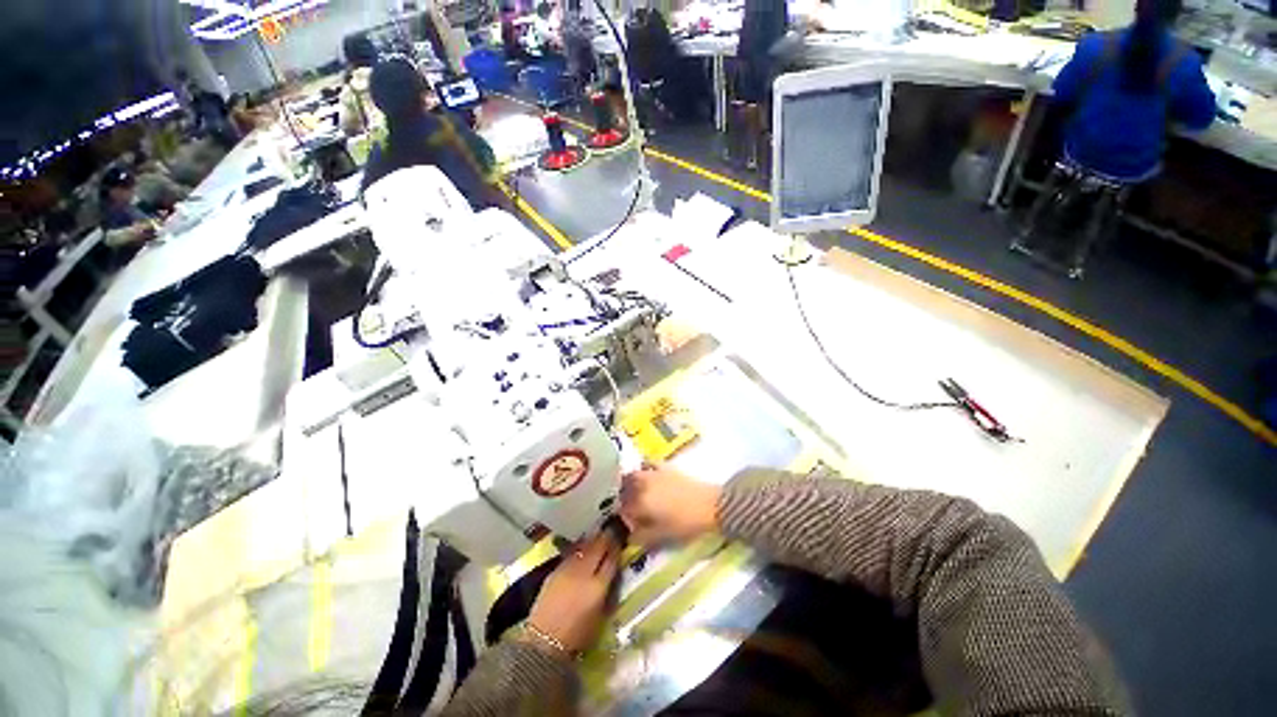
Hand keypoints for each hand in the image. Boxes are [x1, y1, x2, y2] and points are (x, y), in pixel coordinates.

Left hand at [526, 531, 621, 653]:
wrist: (544, 641)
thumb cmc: (577, 636)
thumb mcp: (600, 616)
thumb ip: (608, 591)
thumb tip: (614, 573)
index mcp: (598, 586)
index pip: (612, 558)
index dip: (617, 546)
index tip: (622, 538)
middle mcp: (583, 572)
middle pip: (598, 546)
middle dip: (607, 537)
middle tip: (613, 530)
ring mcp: (568, 569)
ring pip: (585, 546)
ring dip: (594, 539)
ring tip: (600, 535)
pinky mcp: (556, 570)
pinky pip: (573, 553)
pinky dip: (581, 548)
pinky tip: (584, 547)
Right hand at [619, 464, 720, 546]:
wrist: (709, 505)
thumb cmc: (686, 523)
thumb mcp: (662, 536)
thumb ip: (642, 536)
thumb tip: (629, 536)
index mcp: (641, 503)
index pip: (622, 508)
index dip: (622, 516)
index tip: (626, 522)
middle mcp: (643, 485)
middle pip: (624, 488)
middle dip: (622, 496)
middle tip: (627, 506)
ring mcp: (654, 473)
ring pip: (633, 474)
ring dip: (629, 482)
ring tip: (633, 491)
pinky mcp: (665, 467)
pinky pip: (648, 463)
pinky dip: (643, 468)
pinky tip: (646, 474)